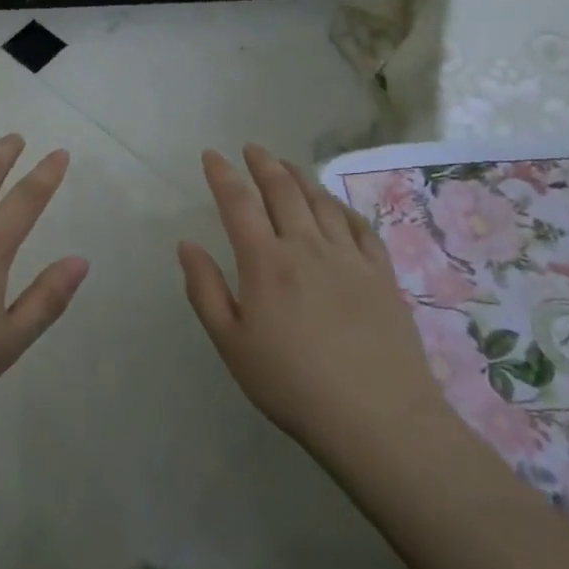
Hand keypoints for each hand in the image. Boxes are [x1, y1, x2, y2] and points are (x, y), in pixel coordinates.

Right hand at [178, 144, 454, 462]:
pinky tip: (335, 205)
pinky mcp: (382, 275)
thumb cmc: (292, 385)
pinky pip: (360, 227)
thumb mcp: (231, 344)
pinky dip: (342, 207)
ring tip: (287, 165)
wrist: (378, 420)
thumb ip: (205, 290)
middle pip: (283, 191)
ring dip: (300, 177)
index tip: (212, 155)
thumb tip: (187, 245)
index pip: (238, 203)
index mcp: (266, 262)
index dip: (223, 175)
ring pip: (321, 202)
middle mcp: (306, 247)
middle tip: (251, 148)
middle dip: (263, 164)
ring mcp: (349, 258)